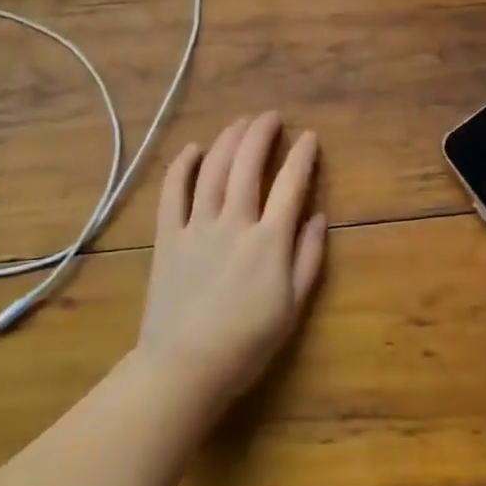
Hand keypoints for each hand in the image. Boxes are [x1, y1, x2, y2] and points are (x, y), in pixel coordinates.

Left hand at [136, 112, 326, 414]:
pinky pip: (172, 192)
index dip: (302, 156)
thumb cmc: (247, 343)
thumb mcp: (293, 308)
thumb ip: (308, 258)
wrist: (185, 367)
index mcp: (269, 241)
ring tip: (240, 123)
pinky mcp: (168, 236)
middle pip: (248, 164)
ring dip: (228, 139)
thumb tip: (317, 216)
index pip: (290, 184)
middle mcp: (234, 223)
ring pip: (212, 169)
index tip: (309, 137)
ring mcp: (197, 226)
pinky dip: (182, 166)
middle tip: (271, 117)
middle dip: (261, 133)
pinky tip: (193, 149)